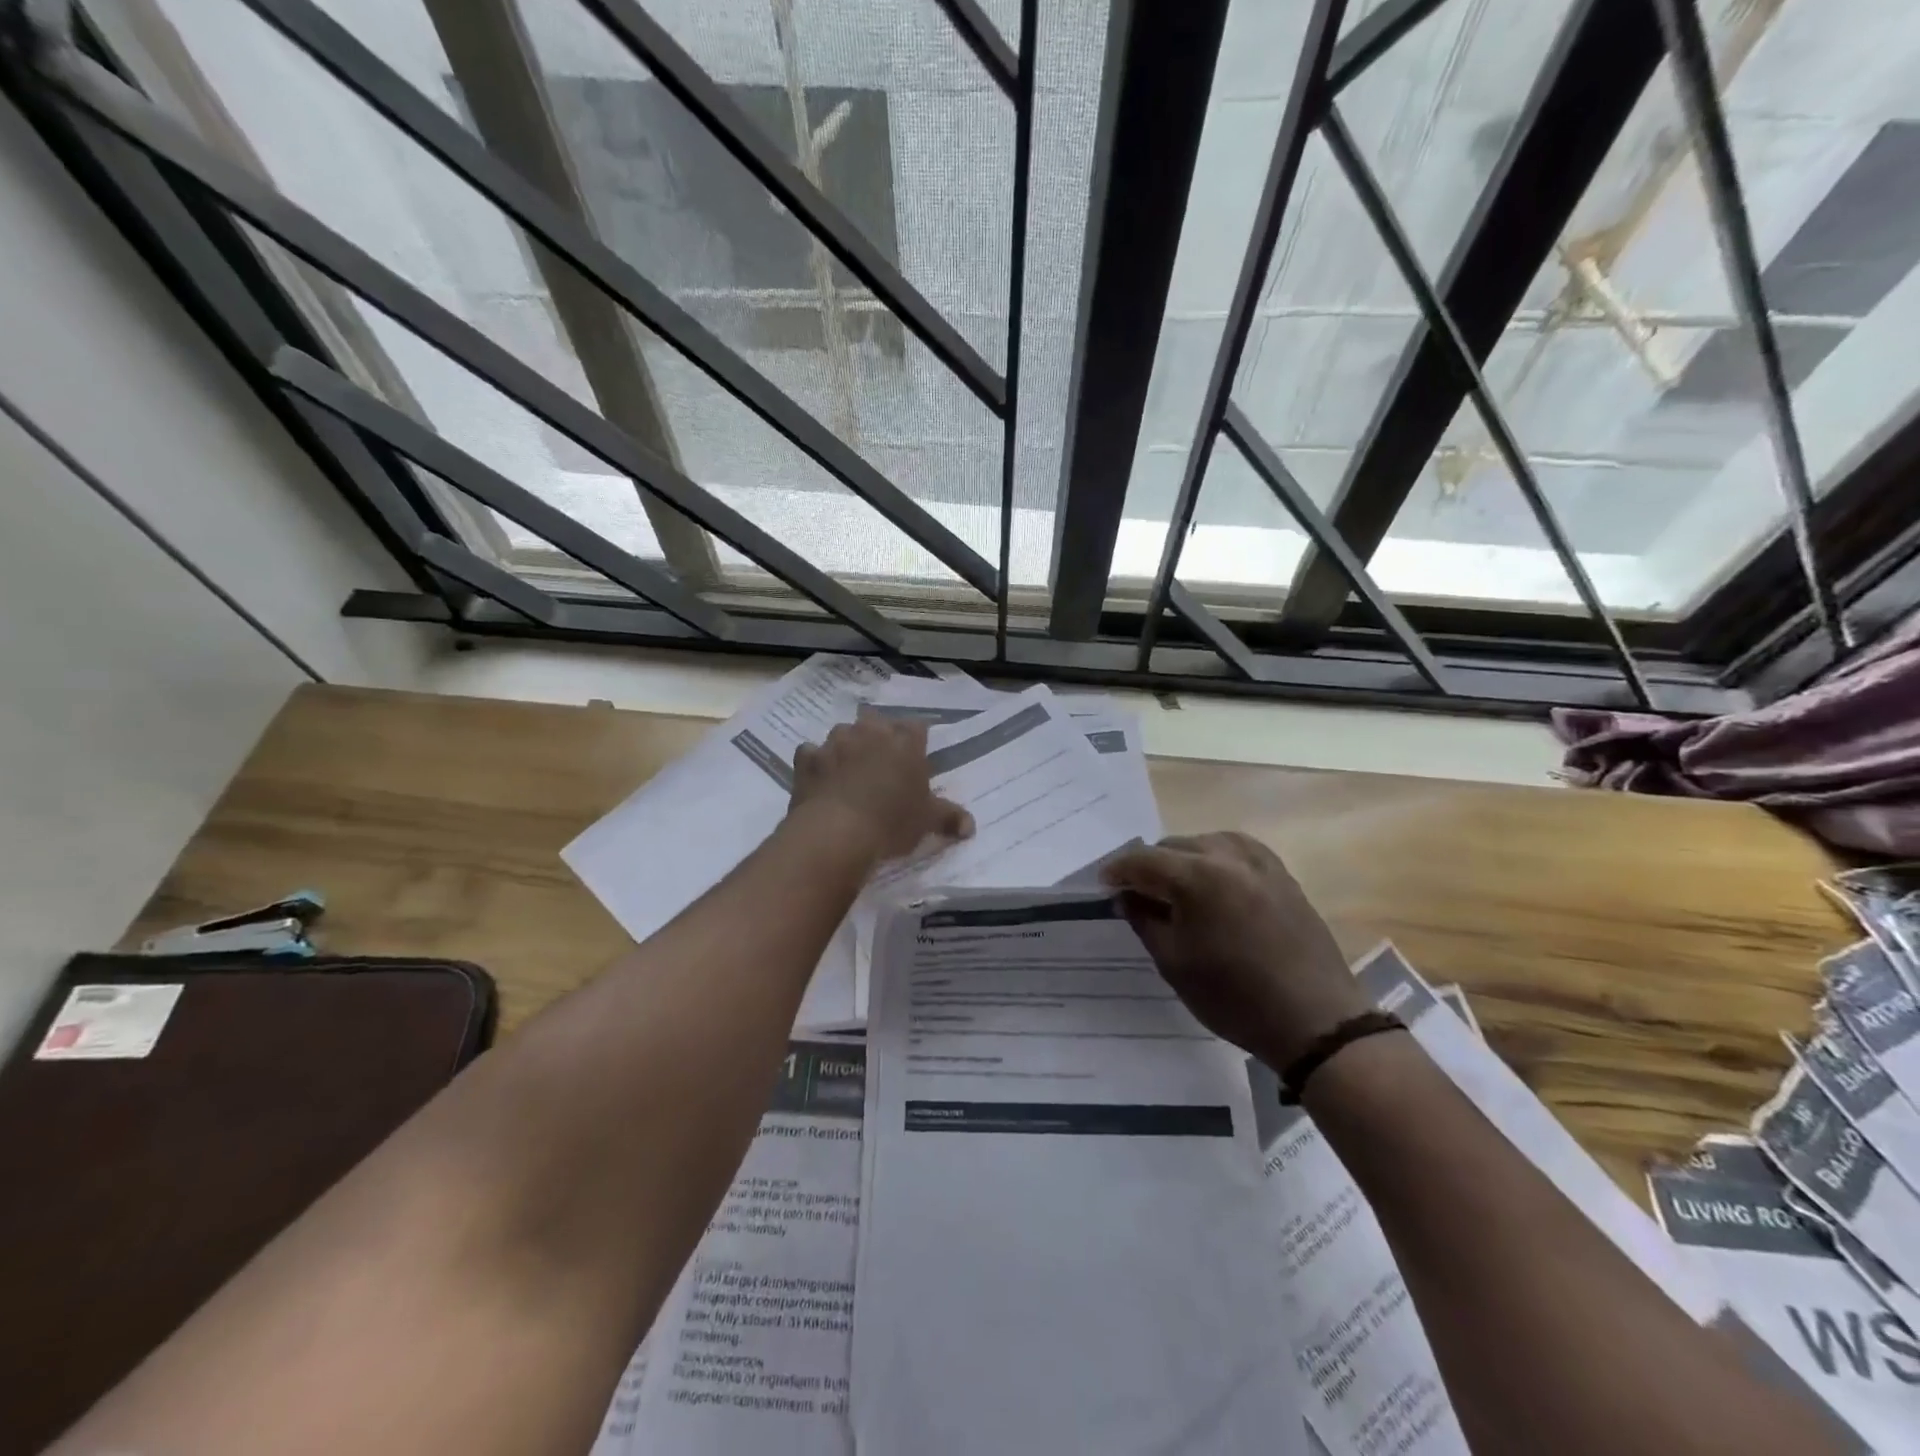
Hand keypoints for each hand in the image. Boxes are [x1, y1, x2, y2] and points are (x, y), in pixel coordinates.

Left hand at [789, 709, 972, 864]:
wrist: (837, 833)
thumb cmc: (891, 822)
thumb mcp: (927, 822)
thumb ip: (949, 818)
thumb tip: (971, 827)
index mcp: (905, 742)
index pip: (917, 727)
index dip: (915, 740)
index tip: (915, 757)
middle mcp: (870, 732)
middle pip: (877, 721)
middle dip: (879, 736)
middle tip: (882, 763)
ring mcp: (835, 742)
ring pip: (843, 733)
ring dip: (847, 746)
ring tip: (849, 770)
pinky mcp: (807, 758)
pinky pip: (811, 753)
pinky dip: (816, 762)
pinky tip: (820, 779)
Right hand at [1102, 832, 1367, 1068]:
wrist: (1315, 1020)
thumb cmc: (1234, 996)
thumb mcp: (1174, 963)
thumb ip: (1144, 920)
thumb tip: (1127, 896)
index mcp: (1197, 876)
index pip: (1143, 860)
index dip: (1118, 870)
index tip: (1103, 884)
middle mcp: (1228, 856)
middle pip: (1174, 846)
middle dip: (1150, 865)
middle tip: (1136, 892)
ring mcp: (1260, 862)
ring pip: (1206, 843)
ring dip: (1183, 859)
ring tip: (1174, 887)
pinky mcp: (1282, 874)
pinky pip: (1237, 851)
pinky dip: (1216, 859)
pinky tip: (1212, 882)